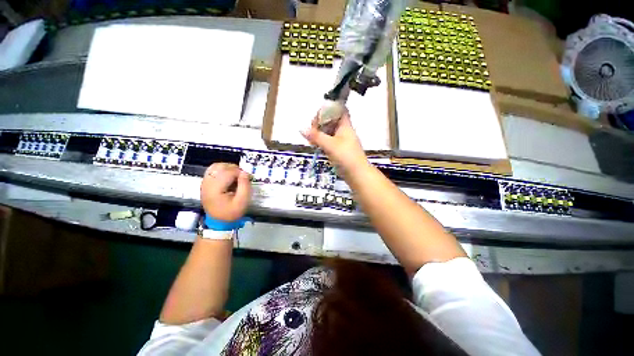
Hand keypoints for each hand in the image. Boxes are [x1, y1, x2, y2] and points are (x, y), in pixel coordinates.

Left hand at [200, 163, 250, 221]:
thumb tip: (244, 172)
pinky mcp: (204, 182)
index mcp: (215, 189)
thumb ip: (244, 187)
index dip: (239, 172)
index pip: (228, 173)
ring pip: (215, 166)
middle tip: (241, 177)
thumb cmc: (230, 214)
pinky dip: (220, 170)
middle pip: (221, 167)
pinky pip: (211, 170)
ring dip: (226, 168)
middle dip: (233, 169)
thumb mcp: (241, 203)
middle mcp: (207, 183)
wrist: (218, 222)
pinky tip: (226, 176)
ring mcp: (204, 182)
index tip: (246, 178)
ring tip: (234, 176)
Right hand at [302, 112, 368, 175]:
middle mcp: (344, 131)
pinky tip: (315, 145)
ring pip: (329, 131)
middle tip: (311, 130)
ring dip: (319, 132)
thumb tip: (301, 129)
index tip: (318, 115)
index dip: (329, 108)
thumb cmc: (347, 157)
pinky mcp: (339, 149)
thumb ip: (316, 136)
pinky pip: (329, 140)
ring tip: (311, 139)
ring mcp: (342, 140)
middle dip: (320, 123)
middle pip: (331, 120)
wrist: (358, 175)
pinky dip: (321, 141)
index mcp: (345, 126)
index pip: (339, 110)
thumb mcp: (330, 145)